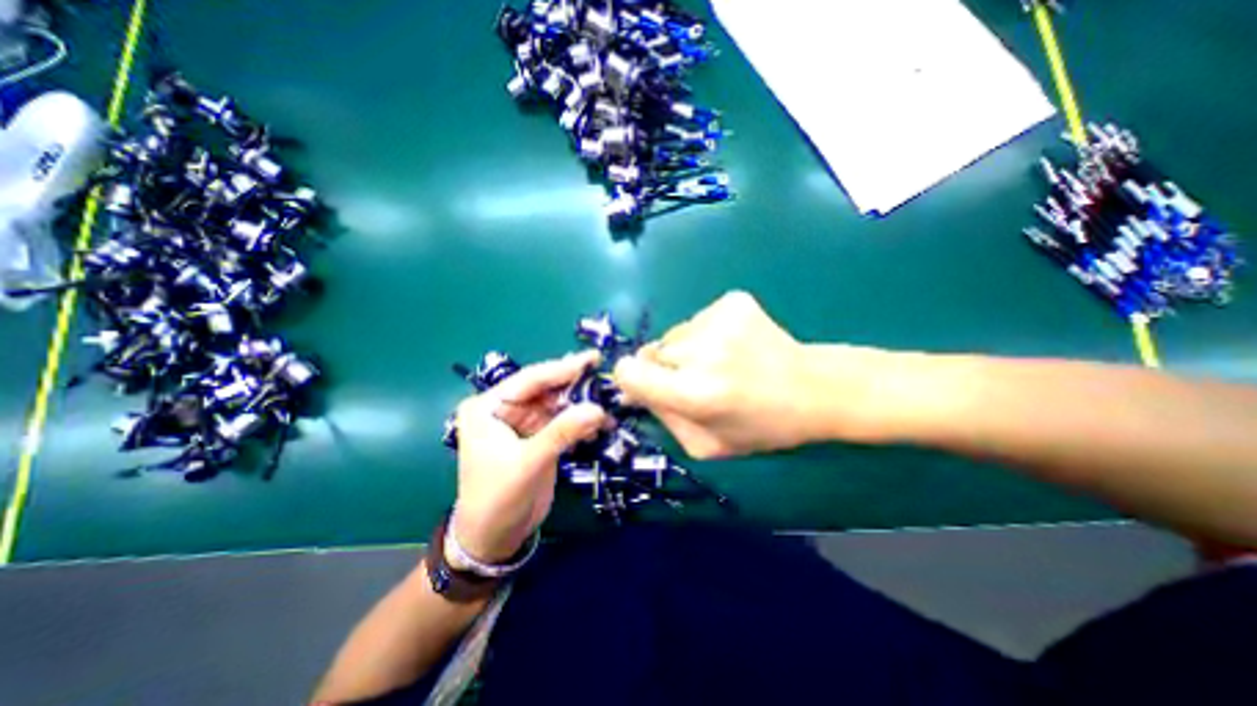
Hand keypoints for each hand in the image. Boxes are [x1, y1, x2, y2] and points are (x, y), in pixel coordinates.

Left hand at [451, 350, 608, 562]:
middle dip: (575, 384)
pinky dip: (581, 421)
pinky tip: (601, 422)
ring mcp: (523, 422)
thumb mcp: (529, 462)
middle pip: (545, 388)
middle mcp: (505, 408)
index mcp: (488, 406)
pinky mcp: (539, 436)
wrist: (495, 538)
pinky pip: (563, 421)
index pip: (529, 380)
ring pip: (558, 403)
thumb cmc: (498, 498)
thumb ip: (562, 432)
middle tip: (604, 372)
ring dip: (582, 403)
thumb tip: (598, 409)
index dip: (562, 369)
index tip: (592, 358)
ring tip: (608, 399)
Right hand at [614, 290, 858, 458]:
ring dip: (687, 349)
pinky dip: (707, 333)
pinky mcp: (733, 301)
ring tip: (721, 363)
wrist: (814, 389)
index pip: (629, 372)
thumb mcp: (705, 446)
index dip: (631, 379)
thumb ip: (663, 419)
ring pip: (674, 334)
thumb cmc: (761, 427)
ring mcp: (719, 320)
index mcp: (695, 394)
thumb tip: (634, 391)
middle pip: (651, 352)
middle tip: (696, 380)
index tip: (646, 385)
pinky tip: (735, 346)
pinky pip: (698, 319)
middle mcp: (703, 352)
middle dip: (664, 368)